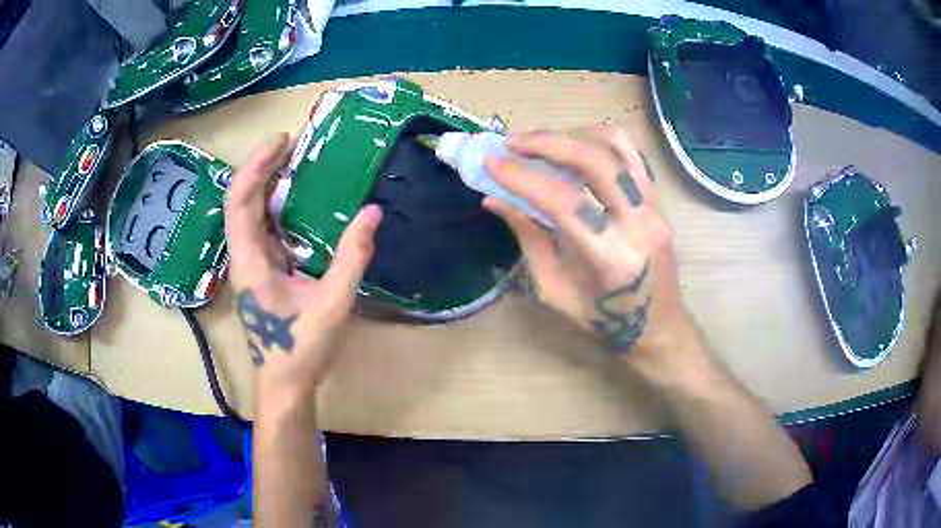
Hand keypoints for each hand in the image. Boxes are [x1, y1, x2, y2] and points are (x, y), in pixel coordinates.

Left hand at [225, 133, 382, 405]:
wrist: (283, 384)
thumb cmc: (300, 348)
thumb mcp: (332, 303)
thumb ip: (352, 257)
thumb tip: (372, 212)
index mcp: (250, 261)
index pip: (240, 201)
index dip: (256, 165)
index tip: (282, 141)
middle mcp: (243, 256)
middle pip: (241, 200)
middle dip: (262, 166)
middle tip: (292, 142)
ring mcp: (250, 264)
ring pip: (249, 212)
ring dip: (267, 183)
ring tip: (295, 160)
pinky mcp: (260, 271)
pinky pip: (262, 228)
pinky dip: (275, 205)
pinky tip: (297, 198)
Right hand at [484, 126, 695, 366]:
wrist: (658, 326)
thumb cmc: (603, 320)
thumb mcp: (555, 290)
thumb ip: (528, 239)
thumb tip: (495, 199)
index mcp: (610, 258)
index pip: (563, 200)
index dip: (522, 176)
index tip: (491, 162)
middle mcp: (638, 224)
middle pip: (594, 160)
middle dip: (547, 142)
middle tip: (512, 143)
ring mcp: (653, 207)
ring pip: (616, 145)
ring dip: (573, 135)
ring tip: (542, 143)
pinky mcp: (658, 199)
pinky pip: (631, 153)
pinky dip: (599, 139)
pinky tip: (575, 146)